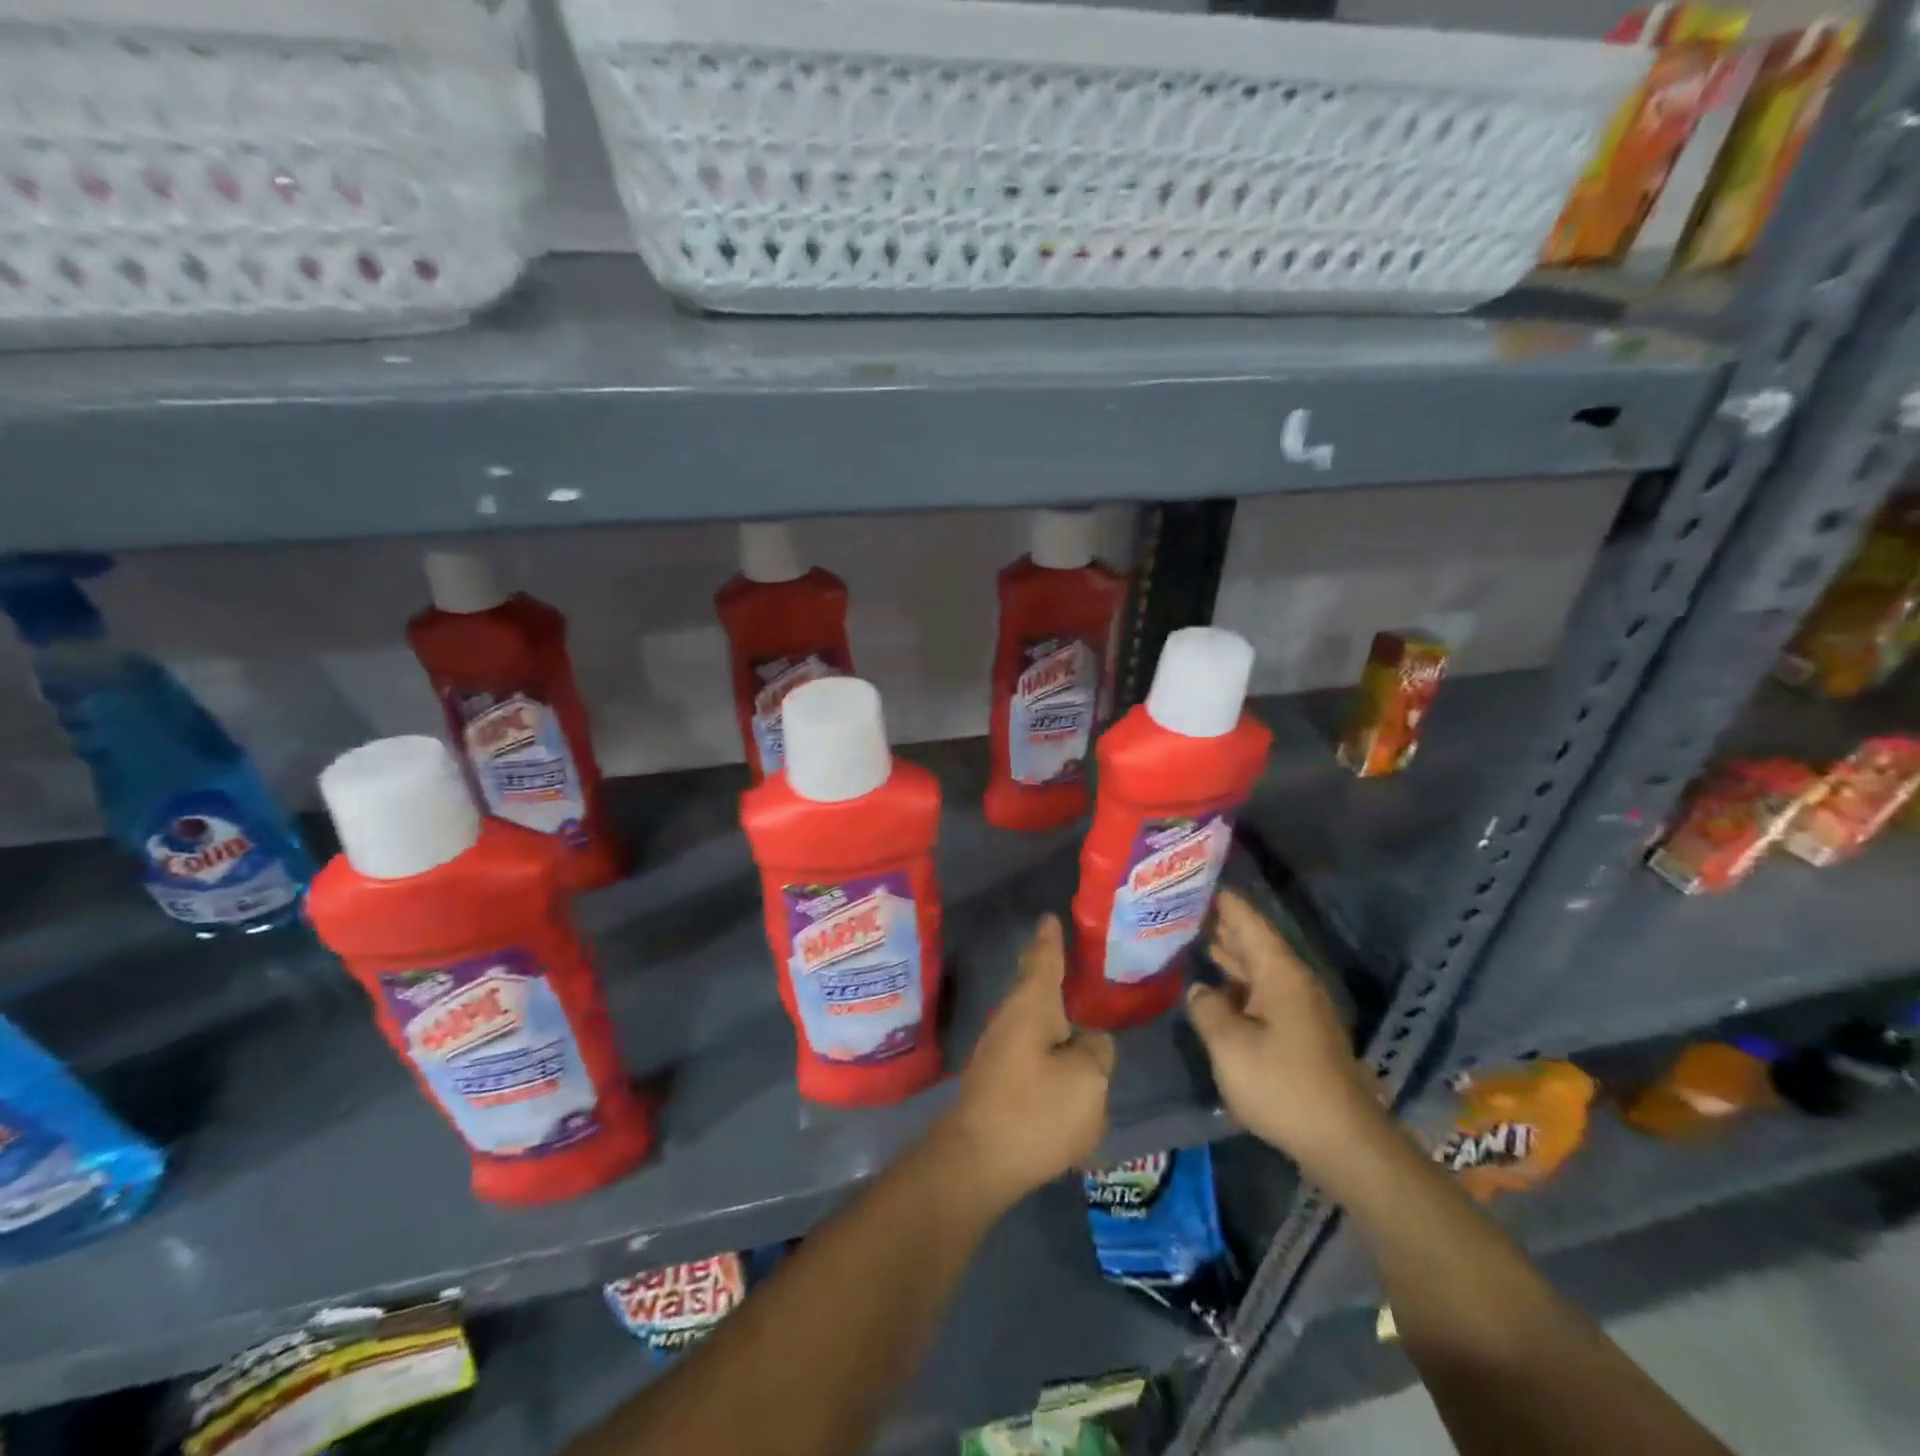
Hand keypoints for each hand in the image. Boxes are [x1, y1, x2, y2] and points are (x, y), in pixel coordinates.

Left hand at [937, 915, 1115, 1211]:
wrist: (978, 1162)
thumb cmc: (1035, 1111)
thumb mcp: (1088, 1080)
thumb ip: (1098, 1051)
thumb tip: (1091, 1041)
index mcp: (1032, 1006)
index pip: (1044, 960)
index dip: (1051, 939)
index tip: (1050, 917)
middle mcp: (1010, 1019)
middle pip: (1033, 986)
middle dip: (1046, 969)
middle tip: (1064, 952)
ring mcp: (999, 1051)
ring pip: (1031, 1020)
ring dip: (1050, 1010)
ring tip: (1074, 1005)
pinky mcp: (997, 1082)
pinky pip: (1030, 1051)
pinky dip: (1047, 1045)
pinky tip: (1062, 1059)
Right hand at [1185, 888, 1391, 1184]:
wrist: (1343, 1143)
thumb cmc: (1283, 1085)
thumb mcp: (1230, 1045)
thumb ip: (1207, 1008)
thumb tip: (1198, 989)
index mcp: (1279, 973)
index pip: (1248, 921)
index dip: (1223, 900)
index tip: (1195, 879)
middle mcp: (1292, 982)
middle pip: (1254, 941)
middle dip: (1221, 924)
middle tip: (1181, 908)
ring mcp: (1299, 1009)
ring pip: (1257, 969)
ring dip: (1228, 955)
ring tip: (1192, 939)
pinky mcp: (1299, 1034)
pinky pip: (1262, 993)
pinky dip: (1236, 984)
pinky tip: (1215, 990)